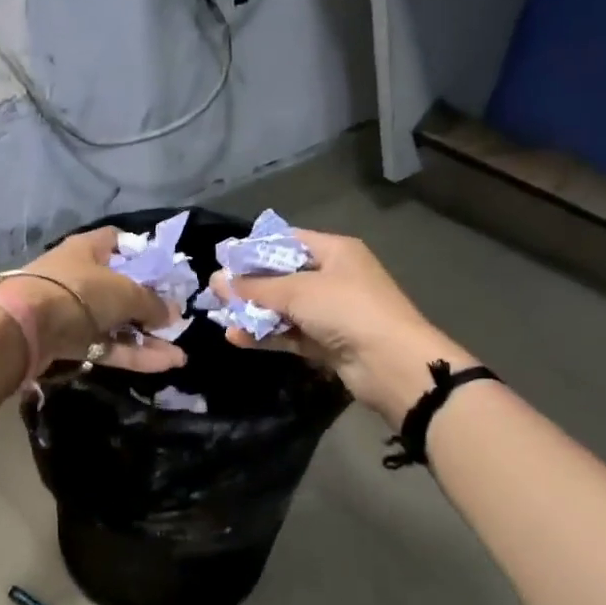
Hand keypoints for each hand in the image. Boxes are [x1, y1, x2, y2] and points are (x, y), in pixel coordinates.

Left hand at [0, 227, 186, 373]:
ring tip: (180, 351)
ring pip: (116, 323)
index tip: (164, 271)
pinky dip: (135, 354)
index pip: (117, 241)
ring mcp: (73, 312)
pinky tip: (167, 363)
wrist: (25, 328)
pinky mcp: (70, 342)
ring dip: (147, 338)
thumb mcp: (125, 292)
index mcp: (88, 249)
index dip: (142, 252)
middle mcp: (80, 276)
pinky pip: (108, 346)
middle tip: (177, 319)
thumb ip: (152, 303)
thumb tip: (173, 313)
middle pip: (120, 288)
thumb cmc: (79, 292)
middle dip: (149, 305)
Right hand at [207, 229, 475, 421]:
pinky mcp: (325, 342)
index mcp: (335, 251)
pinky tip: (236, 338)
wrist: (391, 364)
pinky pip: (289, 334)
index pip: (287, 241)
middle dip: (248, 285)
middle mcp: (332, 277)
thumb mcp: (298, 291)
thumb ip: (255, 287)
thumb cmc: (347, 310)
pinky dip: (265, 335)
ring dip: (253, 313)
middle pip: (282, 276)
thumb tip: (216, 280)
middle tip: (213, 293)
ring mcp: (329, 312)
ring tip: (219, 317)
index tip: (222, 260)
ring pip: (283, 308)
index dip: (254, 249)